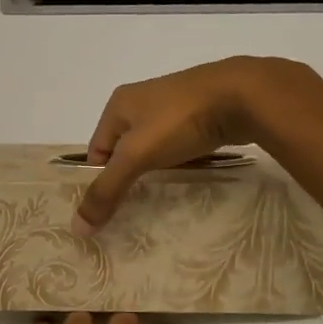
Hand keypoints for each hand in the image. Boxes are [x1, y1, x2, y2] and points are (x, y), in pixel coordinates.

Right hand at [74, 56, 322, 233]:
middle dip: (131, 178)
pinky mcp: (203, 114)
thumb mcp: (136, 157)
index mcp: (118, 104)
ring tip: (166, 198)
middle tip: (137, 210)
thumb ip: (107, 191)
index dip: (101, 180)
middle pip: (126, 151)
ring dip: (160, 172)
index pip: (96, 151)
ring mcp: (176, 106)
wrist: (245, 95)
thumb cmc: (179, 120)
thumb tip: (77, 228)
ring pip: (157, 149)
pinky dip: (185, 164)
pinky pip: (184, 146)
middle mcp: (143, 101)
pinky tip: (193, 180)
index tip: (112, 210)